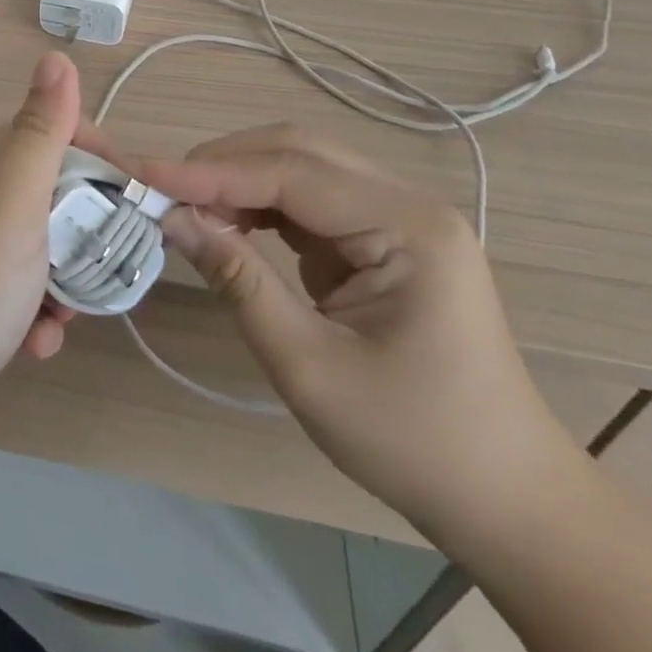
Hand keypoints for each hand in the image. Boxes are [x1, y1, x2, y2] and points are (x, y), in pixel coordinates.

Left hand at [0, 52, 86, 407]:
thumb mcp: (14, 197)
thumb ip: (41, 131)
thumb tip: (56, 56)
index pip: (66, 136)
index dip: (105, 165)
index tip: (134, 205)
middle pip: (64, 196)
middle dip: (91, 236)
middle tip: (105, 271)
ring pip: (51, 247)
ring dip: (70, 284)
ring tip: (66, 317)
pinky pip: (28, 287)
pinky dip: (42, 313)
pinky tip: (38, 342)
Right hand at [144, 126, 583, 542]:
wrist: (505, 500)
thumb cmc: (412, 441)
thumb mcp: (308, 366)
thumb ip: (238, 281)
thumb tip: (172, 220)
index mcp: (407, 227)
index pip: (291, 174)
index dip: (211, 173)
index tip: (145, 176)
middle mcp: (406, 203)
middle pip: (297, 152)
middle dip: (222, 166)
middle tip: (160, 191)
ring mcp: (397, 218)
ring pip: (300, 168)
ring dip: (238, 181)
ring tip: (186, 207)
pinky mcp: (382, 239)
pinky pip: (309, 200)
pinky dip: (260, 205)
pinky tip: (228, 224)